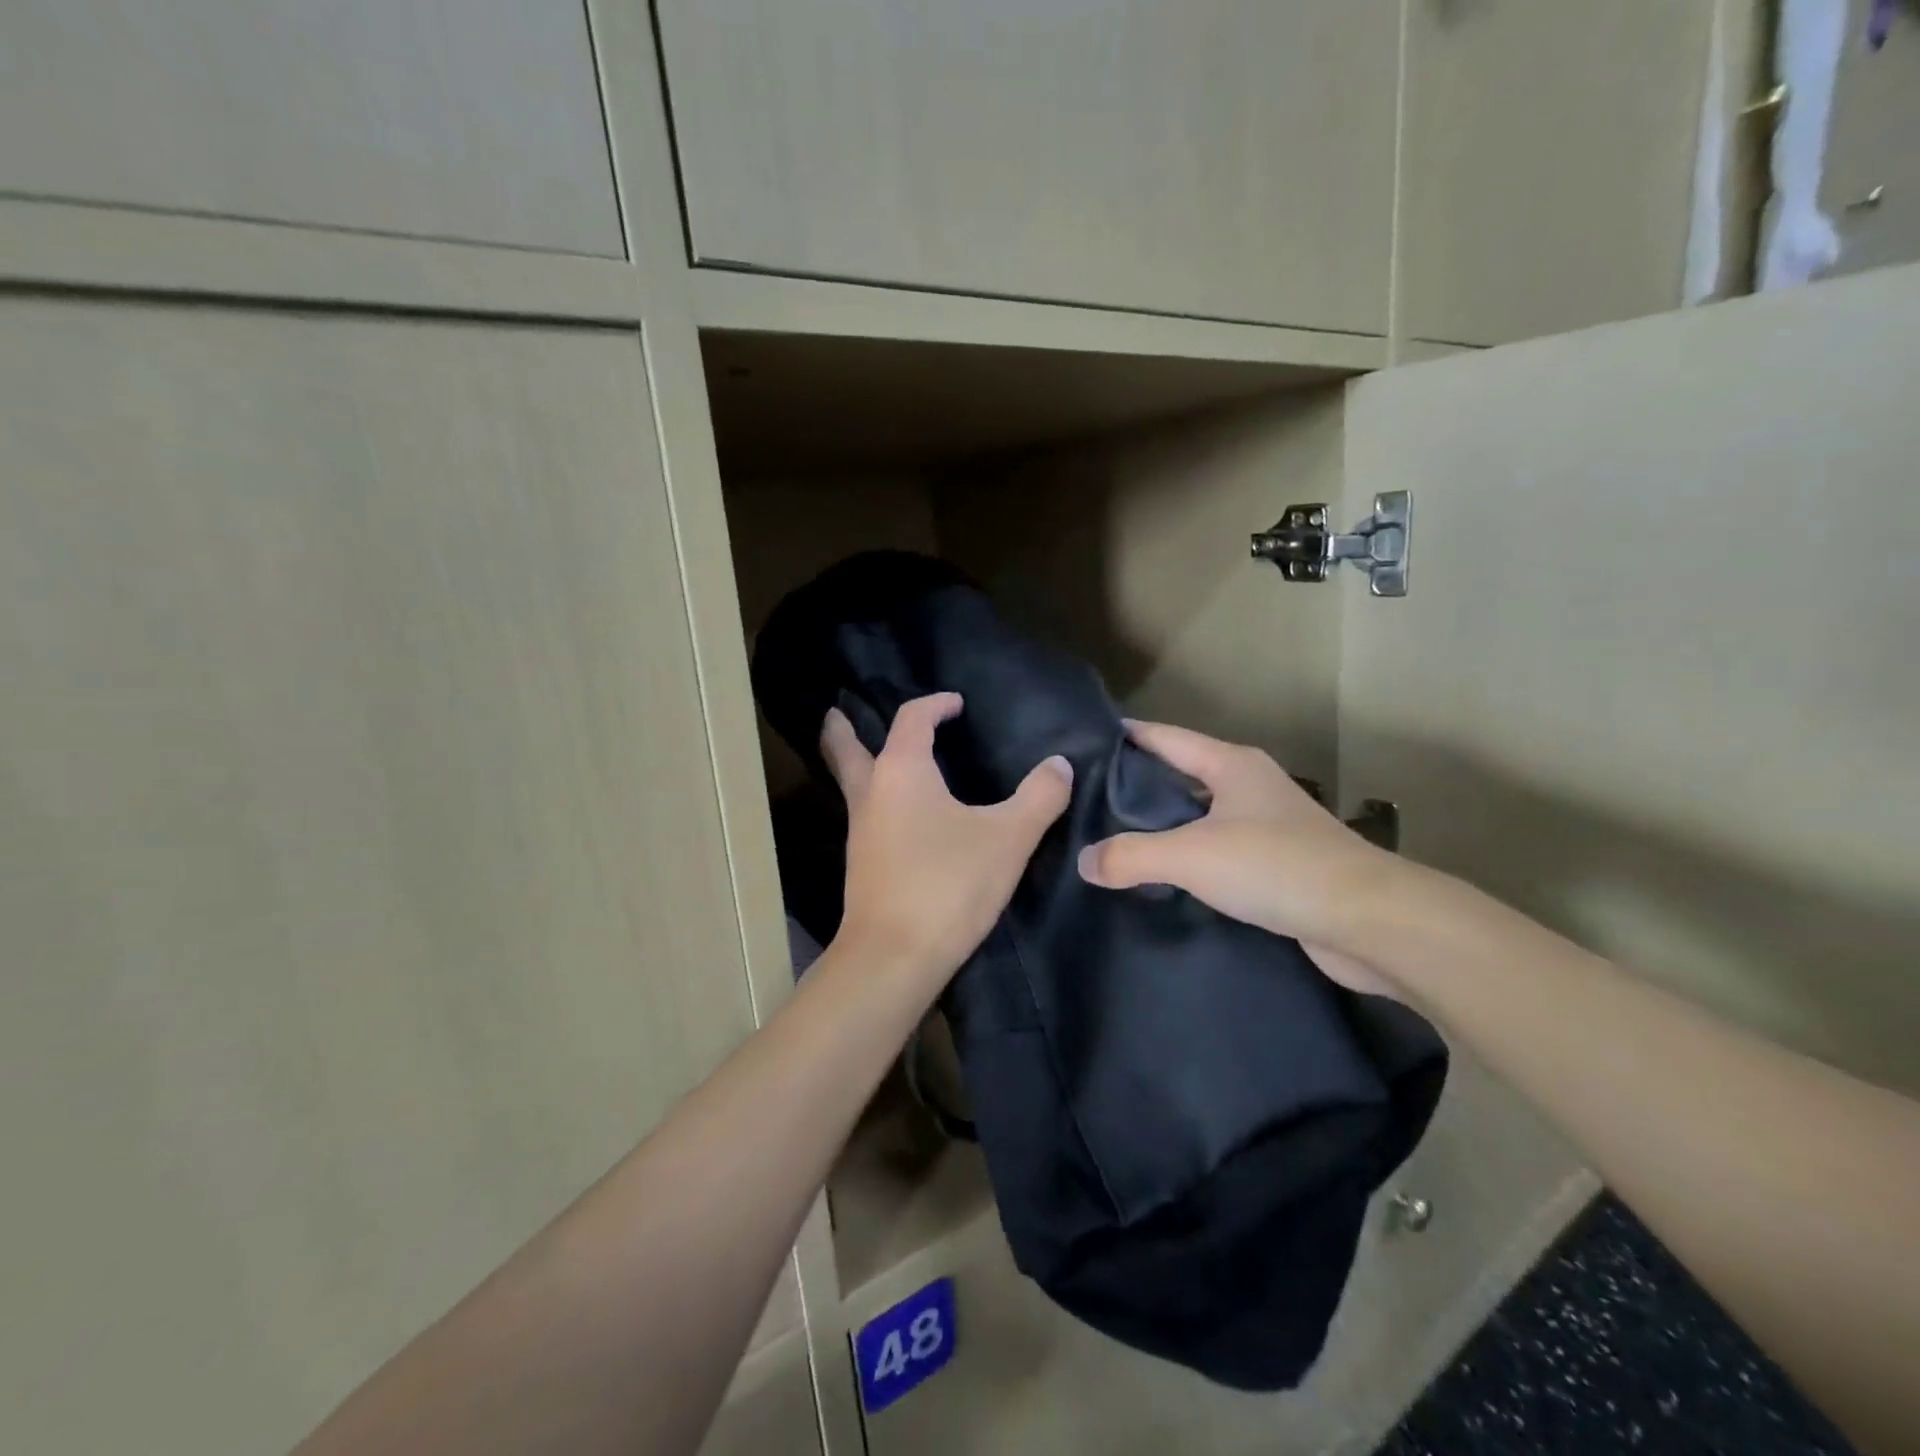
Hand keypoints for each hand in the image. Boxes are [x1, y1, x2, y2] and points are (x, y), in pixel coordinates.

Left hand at [822, 692, 1072, 986]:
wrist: (895, 956)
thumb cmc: (949, 883)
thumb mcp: (1008, 838)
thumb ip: (1039, 797)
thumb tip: (1059, 765)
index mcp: (902, 771)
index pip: (911, 719)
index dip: (935, 704)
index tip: (956, 705)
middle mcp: (871, 793)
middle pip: (845, 748)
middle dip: (843, 729)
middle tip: (839, 711)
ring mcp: (860, 830)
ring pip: (852, 783)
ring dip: (859, 764)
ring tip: (877, 757)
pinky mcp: (862, 864)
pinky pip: (865, 814)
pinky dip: (875, 799)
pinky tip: (900, 815)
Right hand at [1077, 721, 1405, 994]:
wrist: (1370, 921)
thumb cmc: (1277, 866)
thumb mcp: (1191, 855)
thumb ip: (1131, 855)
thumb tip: (1084, 862)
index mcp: (1231, 764)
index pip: (1164, 737)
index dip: (1125, 736)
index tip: (1083, 742)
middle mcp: (1249, 786)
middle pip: (1180, 774)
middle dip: (1136, 784)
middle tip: (1084, 799)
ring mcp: (1267, 826)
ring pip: (1199, 816)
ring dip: (1162, 825)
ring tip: (1112, 839)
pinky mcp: (1277, 865)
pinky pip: (1217, 851)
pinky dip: (1188, 858)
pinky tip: (1160, 878)